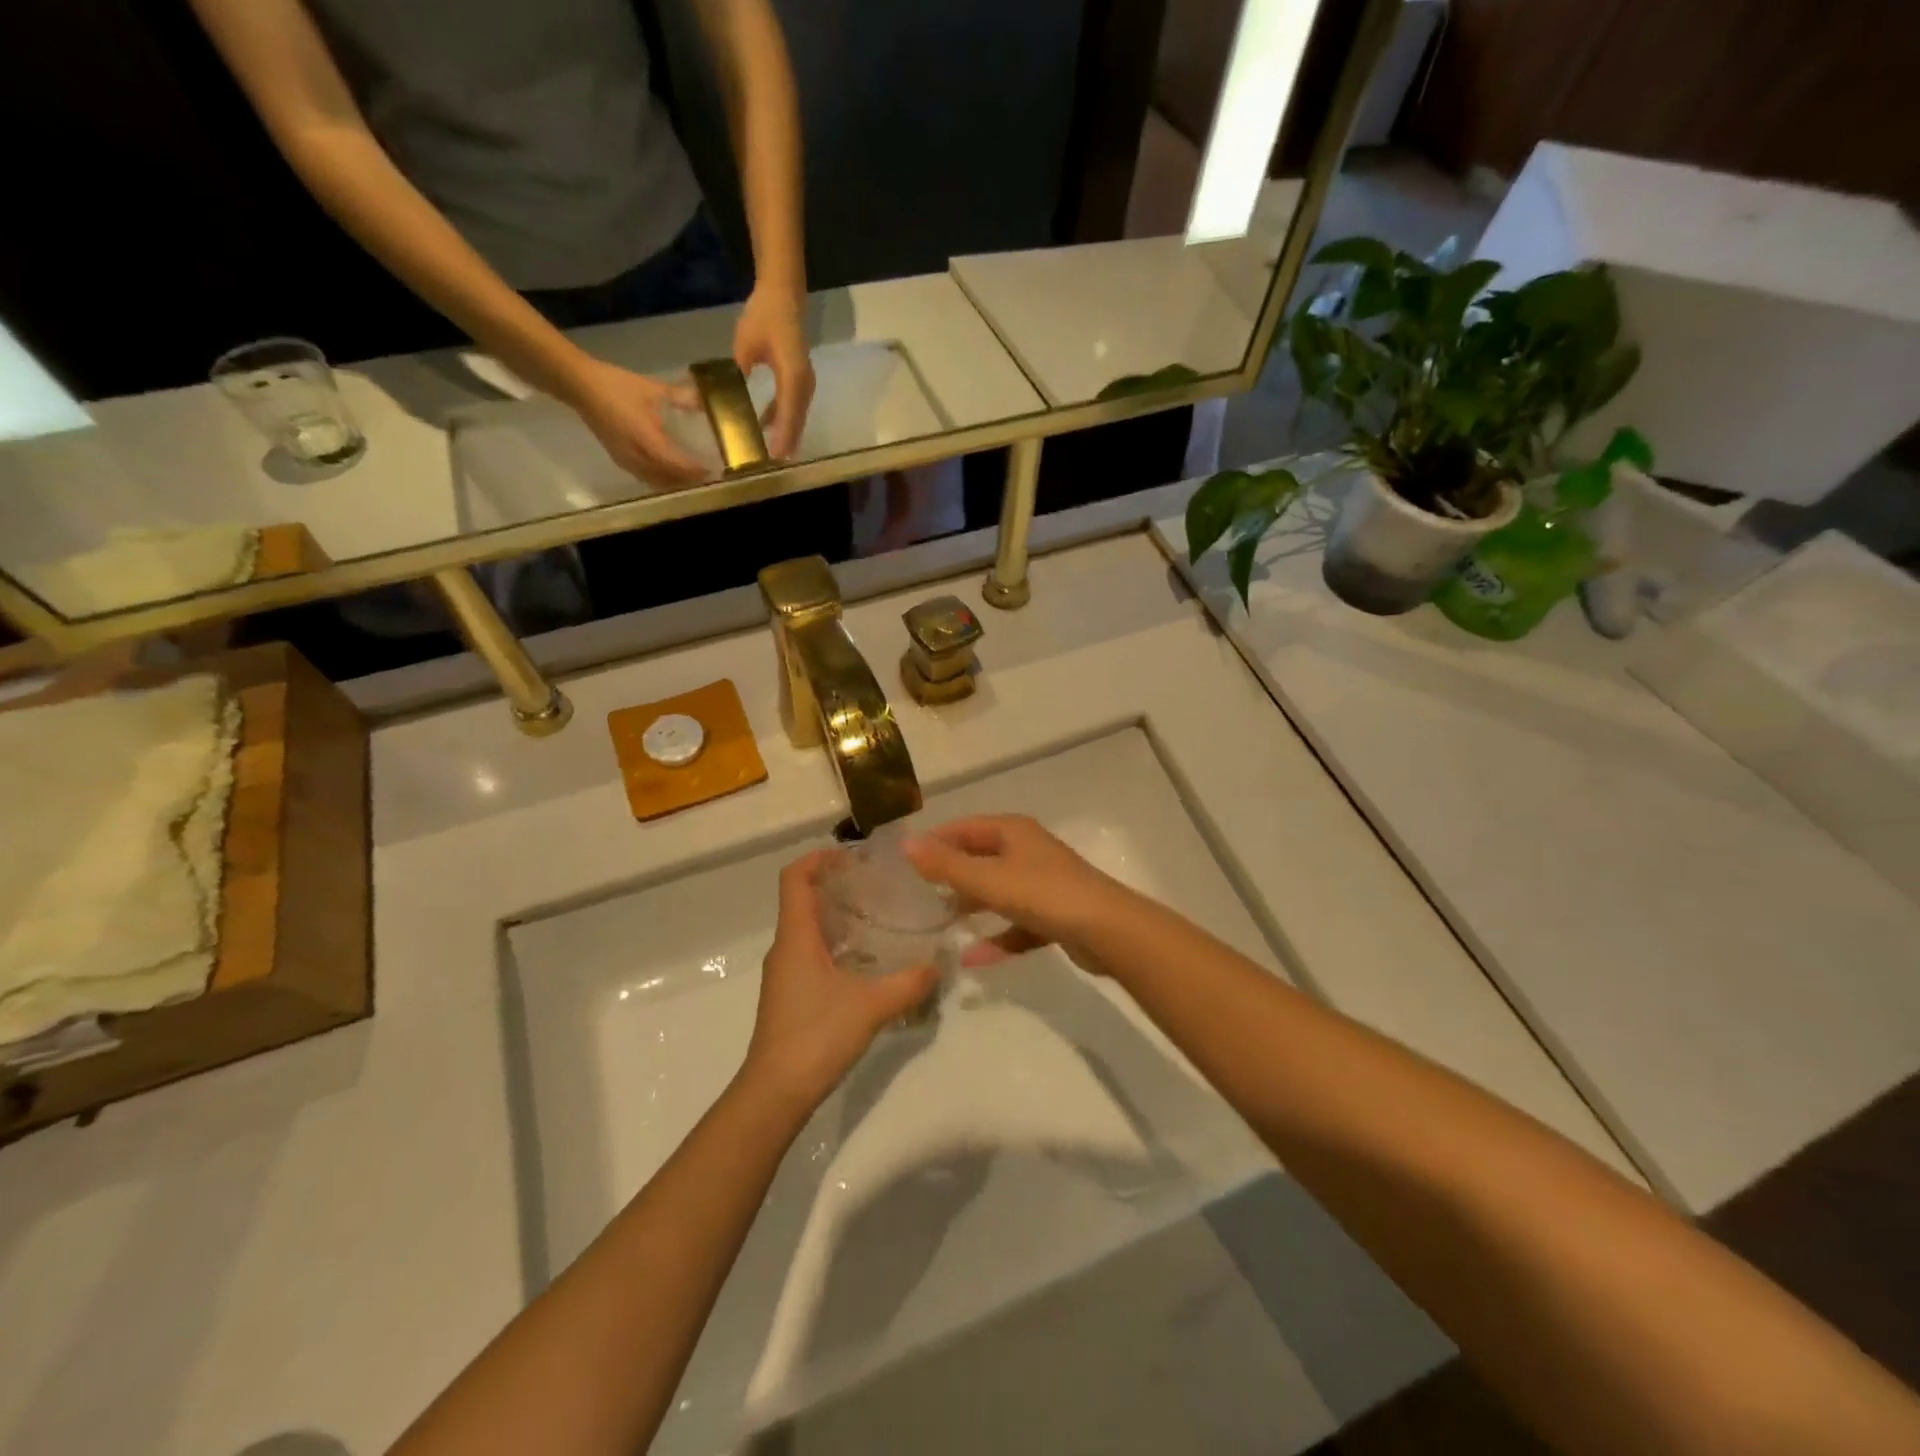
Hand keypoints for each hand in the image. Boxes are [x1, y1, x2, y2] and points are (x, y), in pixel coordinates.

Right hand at [568, 358, 707, 487]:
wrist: (579, 385)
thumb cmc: (615, 386)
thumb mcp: (652, 389)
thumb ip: (681, 397)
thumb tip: (705, 401)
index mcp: (646, 440)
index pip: (677, 465)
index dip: (696, 471)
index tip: (715, 470)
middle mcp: (637, 457)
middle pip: (669, 479)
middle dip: (690, 481)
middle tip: (709, 477)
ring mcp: (626, 461)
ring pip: (657, 482)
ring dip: (676, 483)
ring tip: (694, 479)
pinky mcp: (620, 460)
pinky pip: (646, 478)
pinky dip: (661, 480)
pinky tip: (671, 475)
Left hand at [732, 282, 814, 458]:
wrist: (784, 295)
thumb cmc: (765, 316)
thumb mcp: (745, 343)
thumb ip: (733, 373)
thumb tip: (711, 397)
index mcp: (793, 375)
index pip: (788, 412)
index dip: (781, 437)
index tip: (772, 458)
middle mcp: (804, 386)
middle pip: (796, 423)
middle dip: (783, 446)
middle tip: (766, 468)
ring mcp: (805, 387)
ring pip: (796, 420)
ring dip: (784, 439)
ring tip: (767, 459)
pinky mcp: (800, 386)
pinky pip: (792, 411)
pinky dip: (781, 425)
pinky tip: (764, 433)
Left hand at [740, 851, 939, 1111]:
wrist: (775, 1093)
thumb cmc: (816, 1036)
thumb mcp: (871, 1006)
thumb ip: (908, 983)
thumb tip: (937, 964)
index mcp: (796, 937)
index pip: (795, 878)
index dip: (819, 858)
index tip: (854, 855)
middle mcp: (786, 948)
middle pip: (804, 899)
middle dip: (838, 884)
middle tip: (879, 884)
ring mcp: (785, 973)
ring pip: (809, 928)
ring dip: (839, 915)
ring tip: (881, 916)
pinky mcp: (791, 994)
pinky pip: (812, 952)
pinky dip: (838, 943)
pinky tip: (869, 960)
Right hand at [904, 816, 1132, 973]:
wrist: (1107, 931)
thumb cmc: (1043, 895)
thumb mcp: (988, 879)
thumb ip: (946, 865)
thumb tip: (906, 842)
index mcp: (1013, 832)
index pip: (965, 828)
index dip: (936, 840)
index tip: (906, 862)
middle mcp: (1028, 851)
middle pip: (981, 858)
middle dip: (952, 875)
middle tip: (918, 896)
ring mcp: (1043, 884)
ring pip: (999, 892)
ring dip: (973, 906)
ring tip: (940, 923)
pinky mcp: (1054, 915)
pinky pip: (1017, 924)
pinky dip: (997, 938)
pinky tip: (974, 959)